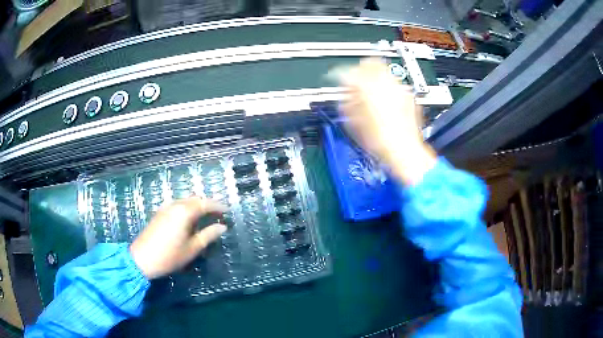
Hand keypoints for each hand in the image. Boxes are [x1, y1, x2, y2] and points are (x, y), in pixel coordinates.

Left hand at [130, 197, 226, 279]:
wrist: (142, 259)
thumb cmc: (170, 256)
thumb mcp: (192, 248)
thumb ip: (208, 235)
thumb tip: (222, 227)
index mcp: (184, 212)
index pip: (205, 203)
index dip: (218, 206)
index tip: (227, 211)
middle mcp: (175, 205)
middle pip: (195, 199)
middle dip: (208, 205)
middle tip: (218, 214)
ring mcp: (165, 208)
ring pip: (185, 201)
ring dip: (197, 206)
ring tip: (206, 217)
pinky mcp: (159, 213)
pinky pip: (177, 205)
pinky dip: (187, 208)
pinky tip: (189, 220)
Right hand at [334, 58, 436, 184]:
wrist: (404, 151)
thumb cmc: (380, 141)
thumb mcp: (354, 123)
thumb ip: (347, 103)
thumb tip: (345, 95)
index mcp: (368, 88)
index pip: (349, 72)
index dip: (341, 75)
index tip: (339, 80)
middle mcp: (386, 84)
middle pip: (371, 63)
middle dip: (360, 69)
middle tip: (355, 80)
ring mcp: (400, 89)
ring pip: (384, 71)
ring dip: (374, 77)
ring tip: (369, 91)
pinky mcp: (408, 97)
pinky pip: (394, 84)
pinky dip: (386, 87)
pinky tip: (383, 100)